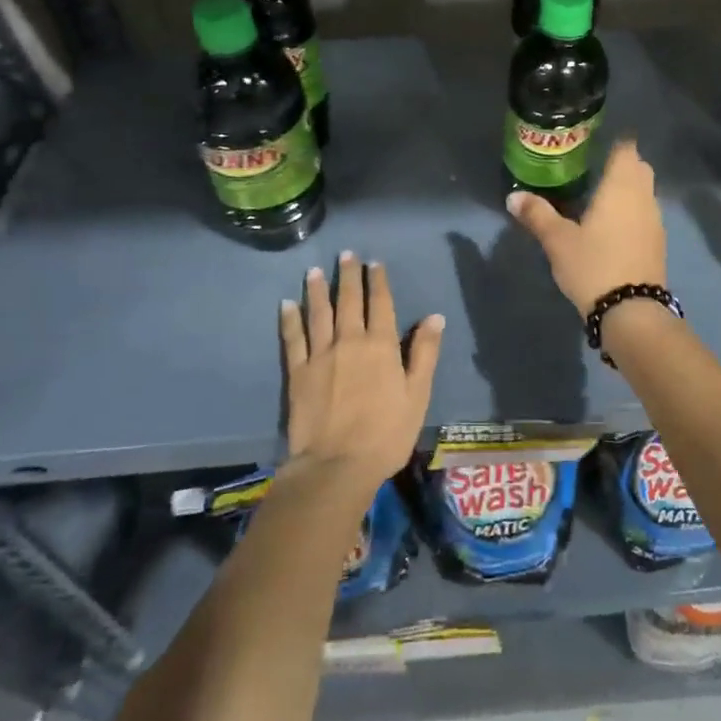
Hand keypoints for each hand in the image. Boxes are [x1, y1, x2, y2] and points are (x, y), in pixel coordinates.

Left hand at [281, 253, 442, 497]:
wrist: (336, 465)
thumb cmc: (386, 433)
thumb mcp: (417, 395)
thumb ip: (425, 353)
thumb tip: (434, 317)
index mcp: (382, 345)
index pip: (381, 304)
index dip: (378, 281)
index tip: (373, 262)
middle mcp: (350, 341)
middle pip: (349, 301)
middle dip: (348, 276)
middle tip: (345, 254)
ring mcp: (321, 356)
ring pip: (319, 313)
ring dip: (317, 290)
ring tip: (314, 270)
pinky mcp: (297, 373)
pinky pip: (293, 339)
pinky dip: (290, 319)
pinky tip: (287, 304)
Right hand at [505, 138, 666, 315]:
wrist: (632, 311)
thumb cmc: (593, 265)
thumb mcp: (558, 240)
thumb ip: (537, 215)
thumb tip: (513, 196)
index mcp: (621, 187)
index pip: (627, 150)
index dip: (615, 143)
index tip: (596, 145)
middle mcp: (643, 197)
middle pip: (639, 168)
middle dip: (622, 165)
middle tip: (594, 170)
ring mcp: (655, 221)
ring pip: (645, 192)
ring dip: (629, 189)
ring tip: (600, 198)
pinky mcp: (658, 243)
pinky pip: (646, 214)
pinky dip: (633, 212)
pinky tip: (613, 227)